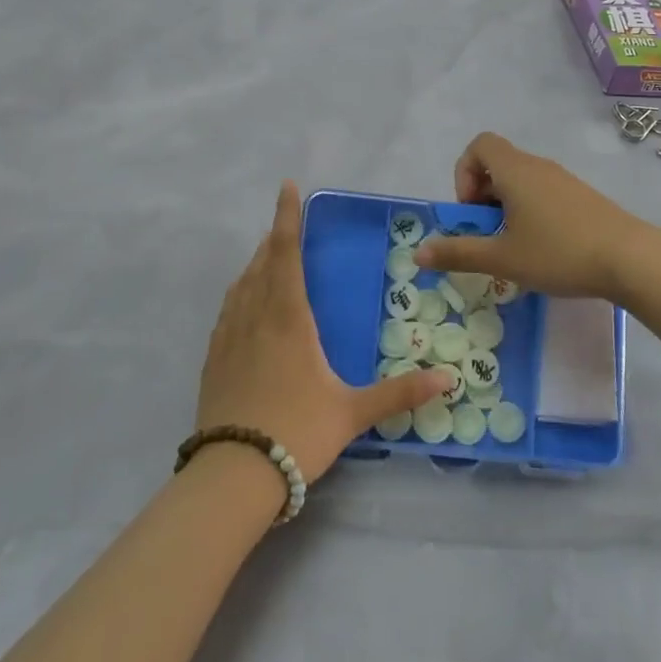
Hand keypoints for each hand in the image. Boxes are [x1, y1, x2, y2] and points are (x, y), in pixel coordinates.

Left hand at [198, 182, 450, 484]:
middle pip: (262, 263)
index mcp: (288, 318)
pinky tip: (242, 306)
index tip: (287, 187)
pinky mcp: (212, 359)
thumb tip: (448, 378)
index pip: (287, 253)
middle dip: (275, 239)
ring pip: (241, 285)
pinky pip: (226, 311)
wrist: (232, 474)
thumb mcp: (353, 413)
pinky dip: (238, 294)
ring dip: (255, 264)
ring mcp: (228, 337)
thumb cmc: (297, 432)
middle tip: (285, 225)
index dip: (288, 217)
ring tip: (266, 257)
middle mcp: (254, 317)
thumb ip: (400, 393)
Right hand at [414, 133, 653, 302]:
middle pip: (498, 163)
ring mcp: (563, 180)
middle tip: (487, 233)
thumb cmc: (559, 253)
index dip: (464, 172)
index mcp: (515, 171)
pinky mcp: (582, 197)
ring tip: (513, 245)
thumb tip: (418, 253)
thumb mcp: (502, 258)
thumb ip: (458, 253)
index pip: (479, 145)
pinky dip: (530, 211)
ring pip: (521, 180)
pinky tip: (542, 248)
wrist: (631, 259)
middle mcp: (538, 167)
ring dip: (506, 206)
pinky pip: (543, 192)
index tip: (471, 210)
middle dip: (482, 196)